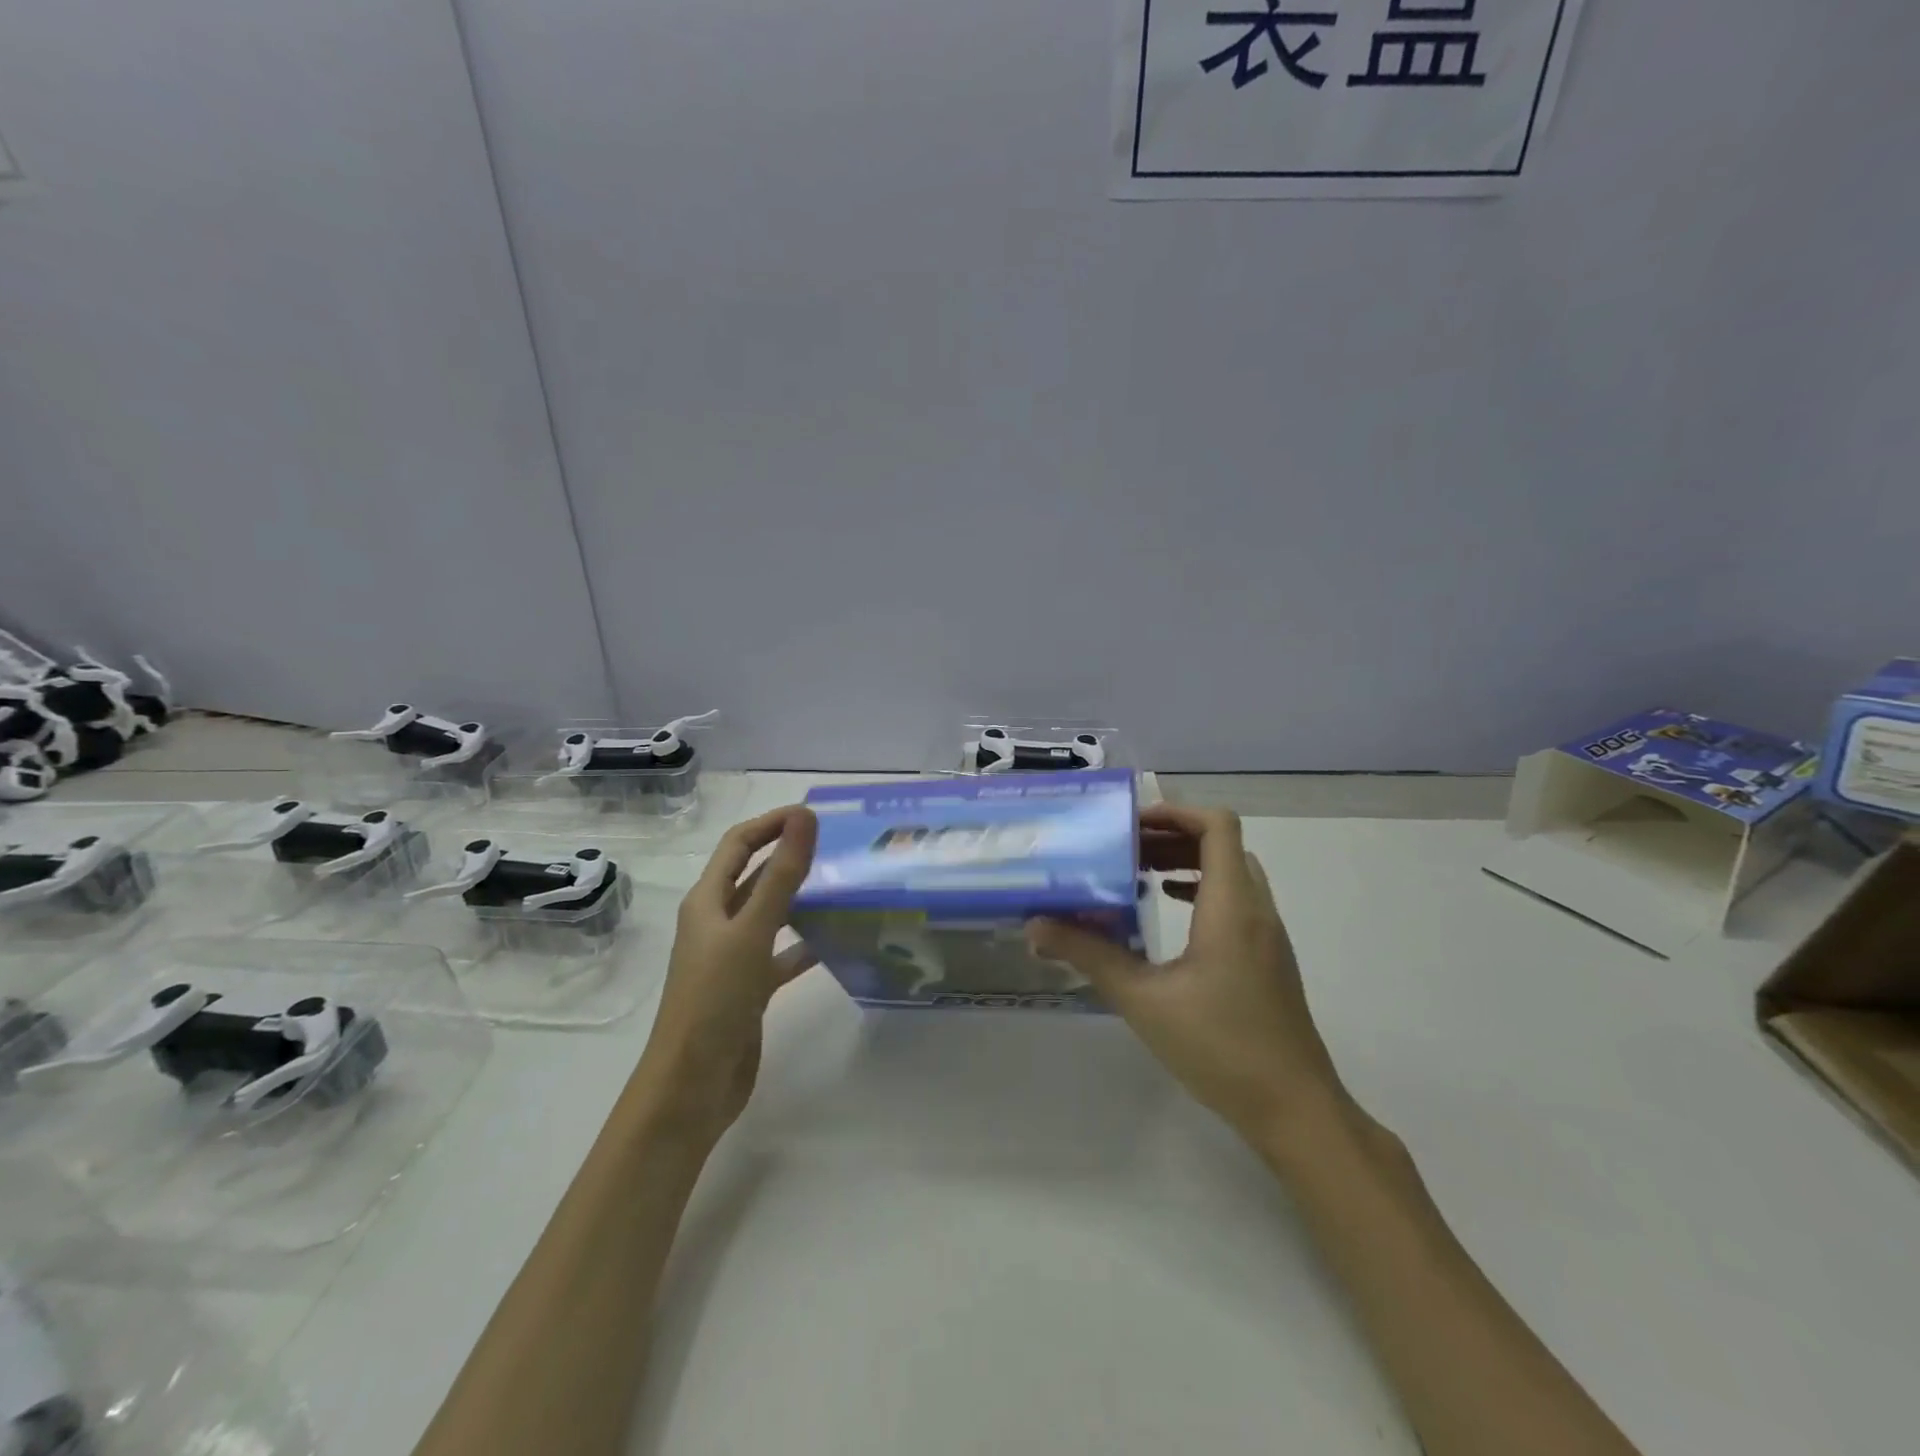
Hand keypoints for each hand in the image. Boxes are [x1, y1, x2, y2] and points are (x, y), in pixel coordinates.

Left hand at [636, 805, 818, 1144]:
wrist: (692, 1085)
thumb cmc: (715, 999)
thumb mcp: (751, 931)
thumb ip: (782, 875)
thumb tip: (805, 817)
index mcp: (707, 901)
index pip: (739, 844)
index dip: (772, 823)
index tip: (814, 814)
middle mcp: (717, 923)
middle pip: (754, 875)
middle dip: (789, 856)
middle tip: (836, 847)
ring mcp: (733, 957)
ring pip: (770, 914)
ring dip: (800, 898)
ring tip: (842, 887)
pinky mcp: (749, 988)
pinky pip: (781, 954)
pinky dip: (804, 944)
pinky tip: (836, 941)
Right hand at [1028, 805, 1347, 1150]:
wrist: (1294, 1109)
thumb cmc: (1220, 1046)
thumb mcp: (1142, 998)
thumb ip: (1089, 955)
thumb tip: (1035, 925)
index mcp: (1231, 905)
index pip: (1217, 826)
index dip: (1175, 812)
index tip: (1131, 823)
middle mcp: (1257, 909)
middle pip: (1222, 844)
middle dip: (1172, 836)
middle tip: (1125, 848)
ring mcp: (1269, 935)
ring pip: (1232, 872)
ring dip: (1188, 862)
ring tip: (1140, 874)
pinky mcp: (1269, 959)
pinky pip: (1238, 901)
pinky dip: (1203, 890)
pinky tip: (1170, 912)